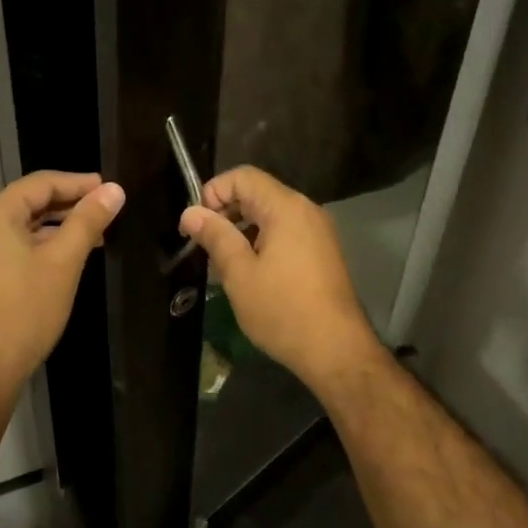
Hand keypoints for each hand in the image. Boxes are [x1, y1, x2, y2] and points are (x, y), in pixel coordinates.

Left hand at [0, 171, 124, 401]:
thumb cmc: (27, 309)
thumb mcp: (64, 261)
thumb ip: (88, 221)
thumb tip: (114, 189)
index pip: (41, 183)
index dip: (78, 183)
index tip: (110, 189)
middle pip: (31, 201)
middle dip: (70, 204)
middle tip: (107, 210)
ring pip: (25, 226)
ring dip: (59, 225)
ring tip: (95, 234)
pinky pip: (15, 245)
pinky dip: (43, 244)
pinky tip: (68, 256)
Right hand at [179, 166, 382, 392]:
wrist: (336, 350)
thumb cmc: (283, 310)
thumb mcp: (239, 274)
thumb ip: (215, 237)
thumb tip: (191, 212)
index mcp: (286, 208)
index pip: (243, 177)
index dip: (213, 192)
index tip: (196, 225)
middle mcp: (306, 210)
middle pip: (258, 192)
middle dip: (226, 211)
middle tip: (204, 245)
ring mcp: (318, 231)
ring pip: (271, 214)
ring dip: (242, 229)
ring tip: (224, 262)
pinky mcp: (322, 252)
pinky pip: (286, 232)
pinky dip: (262, 241)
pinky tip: (250, 272)